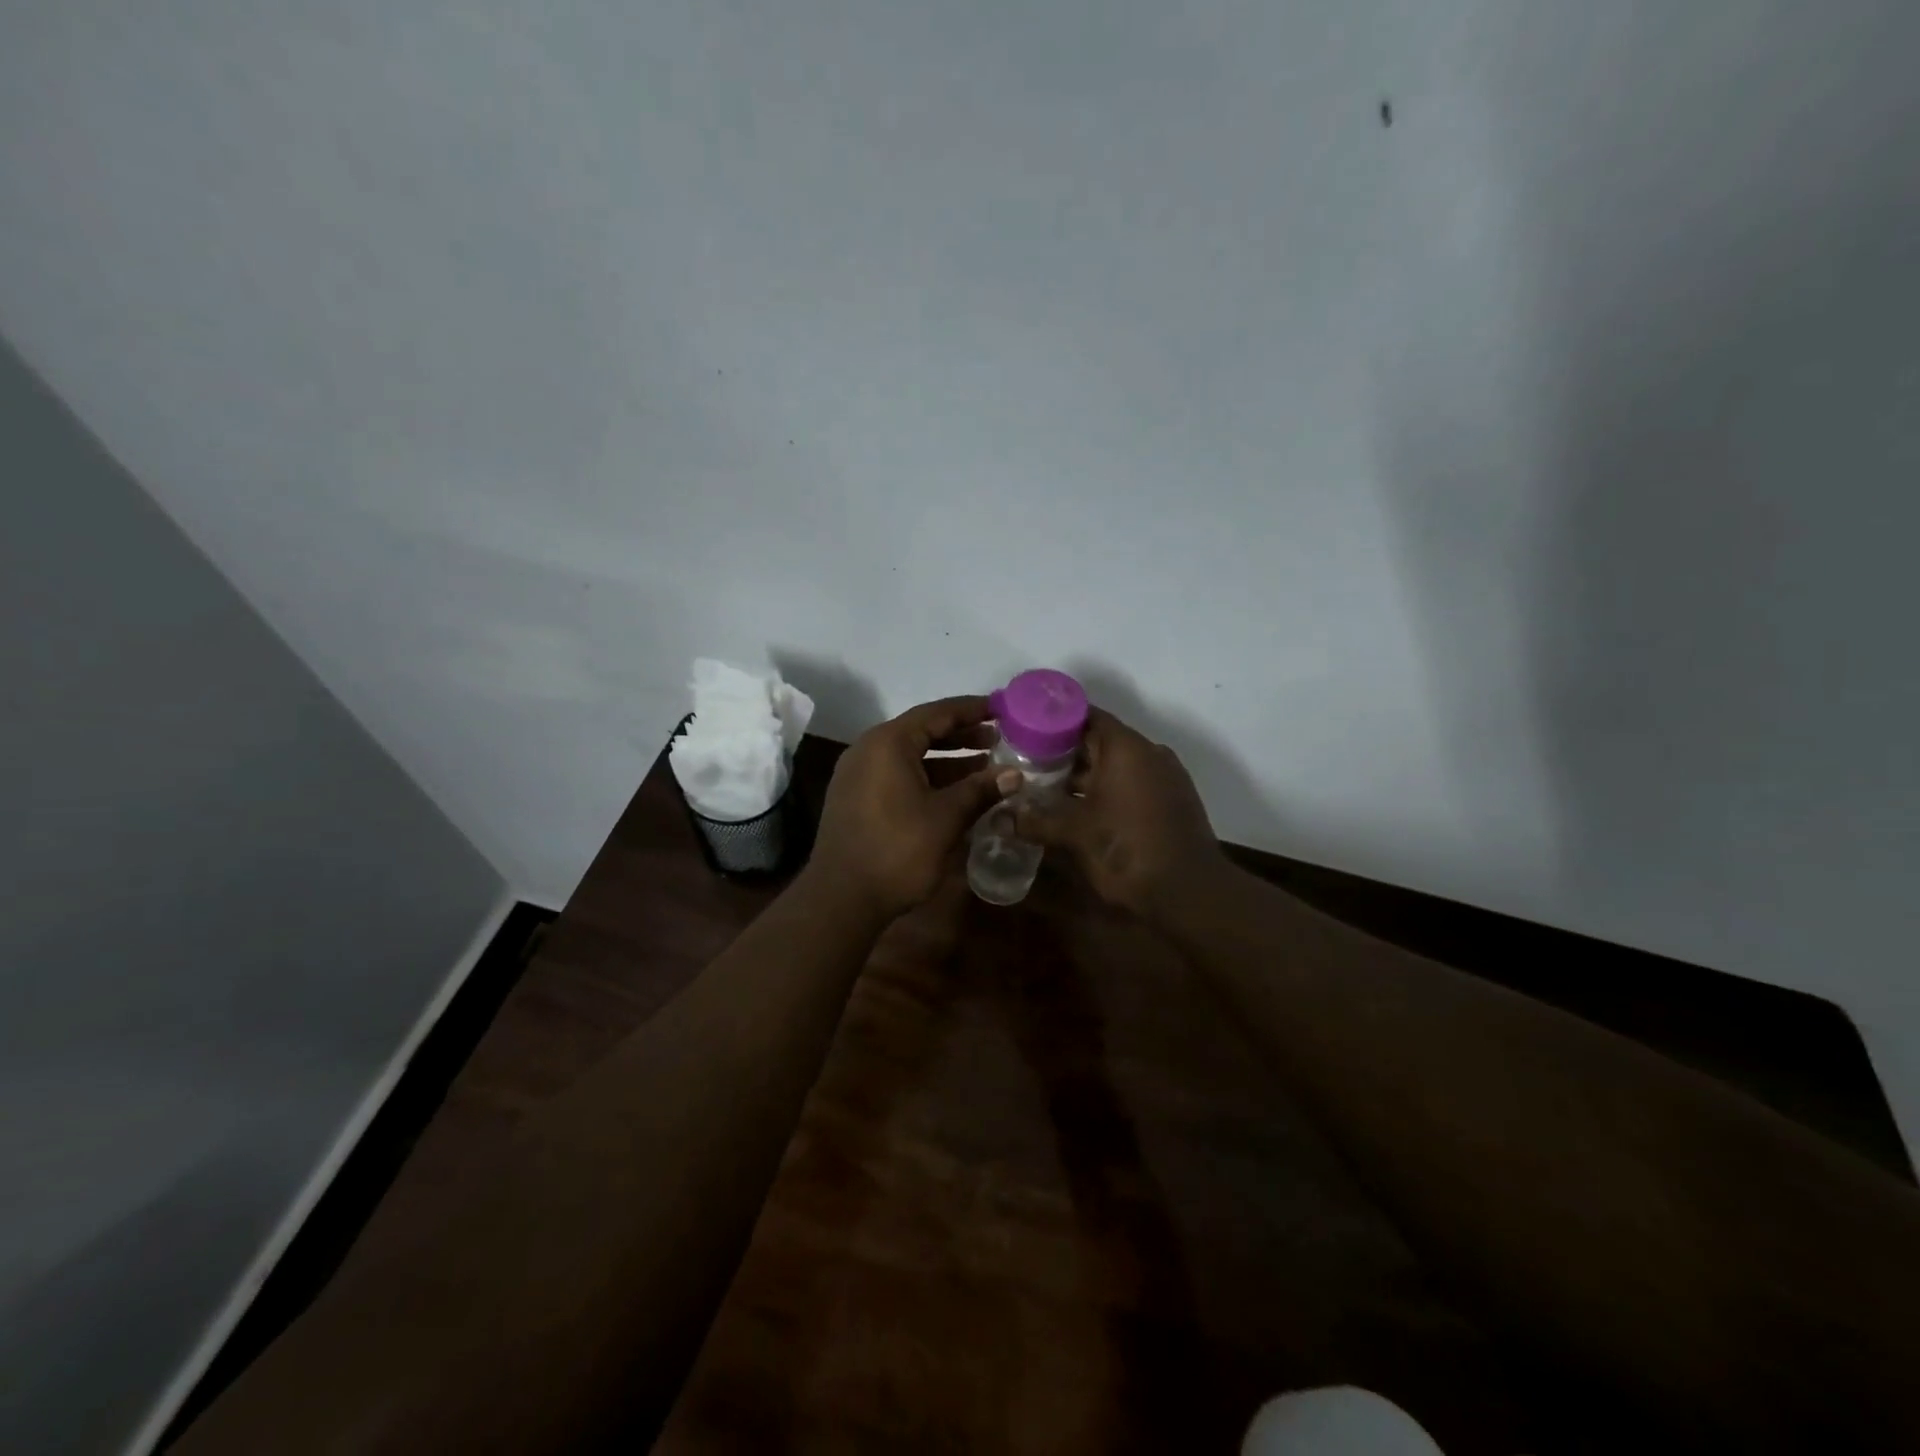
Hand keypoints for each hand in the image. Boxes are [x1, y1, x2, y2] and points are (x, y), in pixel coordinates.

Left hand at [809, 696, 1007, 920]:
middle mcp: (868, 749)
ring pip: (910, 756)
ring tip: (985, 765)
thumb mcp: (946, 818)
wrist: (841, 898)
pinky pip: (897, 774)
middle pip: (922, 731)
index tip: (1001, 709)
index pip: (937, 713)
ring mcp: (858, 774)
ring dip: (947, 759)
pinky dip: (927, 777)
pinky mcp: (855, 798)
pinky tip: (954, 793)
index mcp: (888, 743)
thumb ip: (981, 790)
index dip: (971, 710)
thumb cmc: (897, 850)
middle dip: (961, 735)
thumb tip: (1016, 775)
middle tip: (998, 740)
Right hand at [1011, 707, 1227, 917]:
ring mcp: (1164, 778)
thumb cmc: (1127, 849)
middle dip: (1063, 752)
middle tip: (1025, 761)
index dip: (1054, 720)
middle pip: (1099, 741)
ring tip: (1043, 787)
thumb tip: (997, 819)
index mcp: (1125, 747)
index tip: (1025, 727)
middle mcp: (1148, 753)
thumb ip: (1035, 820)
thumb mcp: (1074, 833)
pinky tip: (1077, 809)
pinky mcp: (1170, 802)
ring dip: (1083, 776)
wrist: (1189, 893)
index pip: (1086, 716)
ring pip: (1115, 766)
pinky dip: (1105, 790)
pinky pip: (1131, 784)